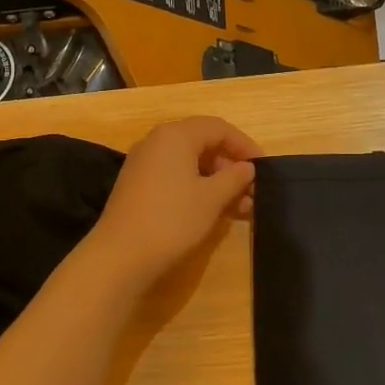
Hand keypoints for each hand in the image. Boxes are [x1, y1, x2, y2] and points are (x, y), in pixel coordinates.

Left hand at [82, 116, 261, 289]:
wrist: (120, 256)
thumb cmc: (172, 219)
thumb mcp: (212, 198)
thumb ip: (234, 178)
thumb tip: (247, 167)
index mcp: (175, 135)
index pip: (219, 128)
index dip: (245, 145)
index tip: (264, 168)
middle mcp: (157, 142)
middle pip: (203, 143)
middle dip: (231, 166)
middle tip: (253, 191)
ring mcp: (144, 164)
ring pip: (190, 163)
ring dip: (217, 181)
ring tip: (241, 208)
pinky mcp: (138, 186)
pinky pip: (175, 177)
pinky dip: (198, 189)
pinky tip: (214, 211)